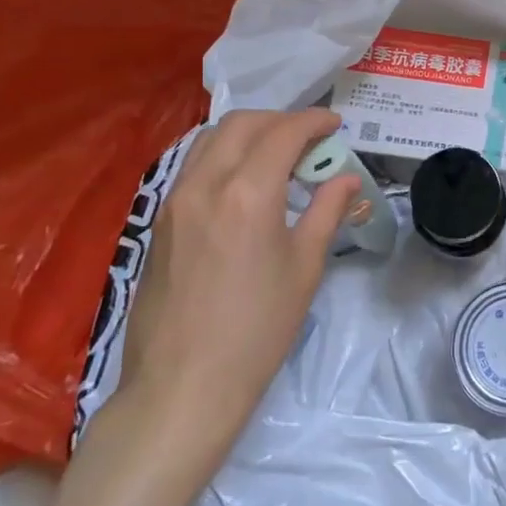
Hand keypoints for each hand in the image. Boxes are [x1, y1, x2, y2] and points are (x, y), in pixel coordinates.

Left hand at [116, 109, 359, 454]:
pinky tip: (242, 182)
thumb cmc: (258, 330)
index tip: (335, 124)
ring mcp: (174, 201)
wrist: (183, 385)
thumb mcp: (305, 267)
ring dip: (247, 133)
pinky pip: (192, 165)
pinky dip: (222, 154)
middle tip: (309, 138)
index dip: (314, 122)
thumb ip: (327, 211)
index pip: (283, 133)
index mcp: (248, 193)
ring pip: (209, 138)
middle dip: (280, 119)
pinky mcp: (159, 221)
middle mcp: (205, 184)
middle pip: (241, 124)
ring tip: (275, 154)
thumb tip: (346, 178)